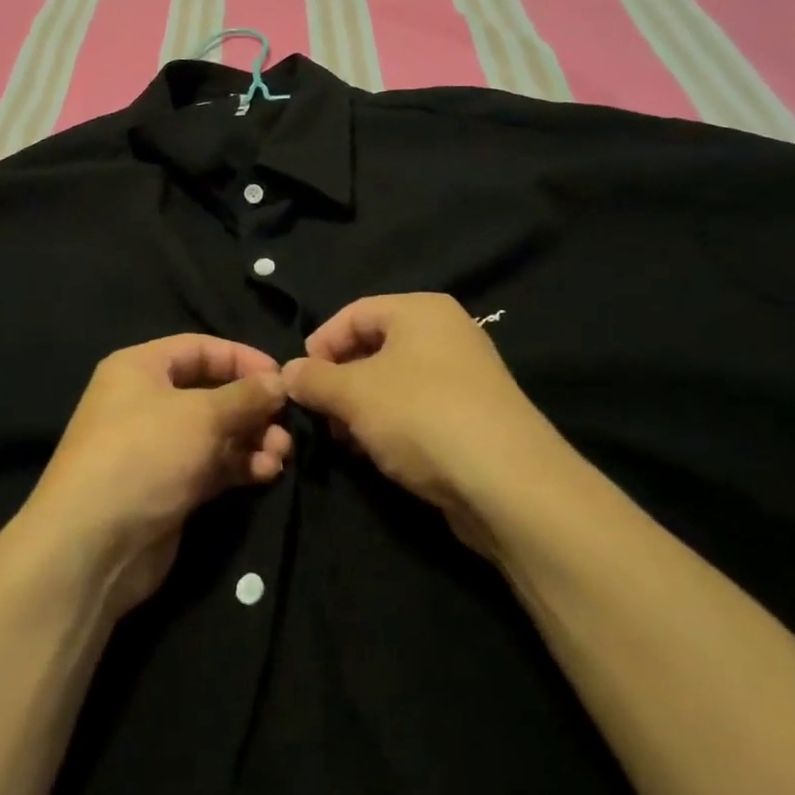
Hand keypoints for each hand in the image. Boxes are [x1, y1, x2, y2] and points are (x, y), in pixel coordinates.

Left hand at [23, 335, 290, 618]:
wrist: (92, 546)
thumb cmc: (144, 455)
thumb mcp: (201, 415)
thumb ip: (245, 396)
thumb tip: (279, 381)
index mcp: (140, 368)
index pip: (199, 348)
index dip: (241, 358)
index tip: (280, 376)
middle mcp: (146, 402)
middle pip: (210, 392)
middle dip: (252, 407)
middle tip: (285, 424)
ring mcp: (156, 448)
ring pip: (215, 433)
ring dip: (251, 440)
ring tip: (280, 454)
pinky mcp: (168, 487)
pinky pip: (211, 466)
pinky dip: (239, 466)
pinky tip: (266, 474)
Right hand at [282, 294, 562, 556]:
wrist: (508, 484)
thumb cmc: (421, 416)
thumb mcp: (354, 393)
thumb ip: (314, 379)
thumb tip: (287, 373)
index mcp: (421, 310)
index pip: (354, 313)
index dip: (320, 344)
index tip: (298, 381)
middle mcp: (446, 333)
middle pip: (374, 347)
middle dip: (339, 380)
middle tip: (319, 414)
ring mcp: (464, 376)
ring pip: (394, 382)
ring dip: (362, 408)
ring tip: (345, 440)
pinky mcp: (473, 417)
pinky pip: (418, 409)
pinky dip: (391, 426)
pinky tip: (378, 455)